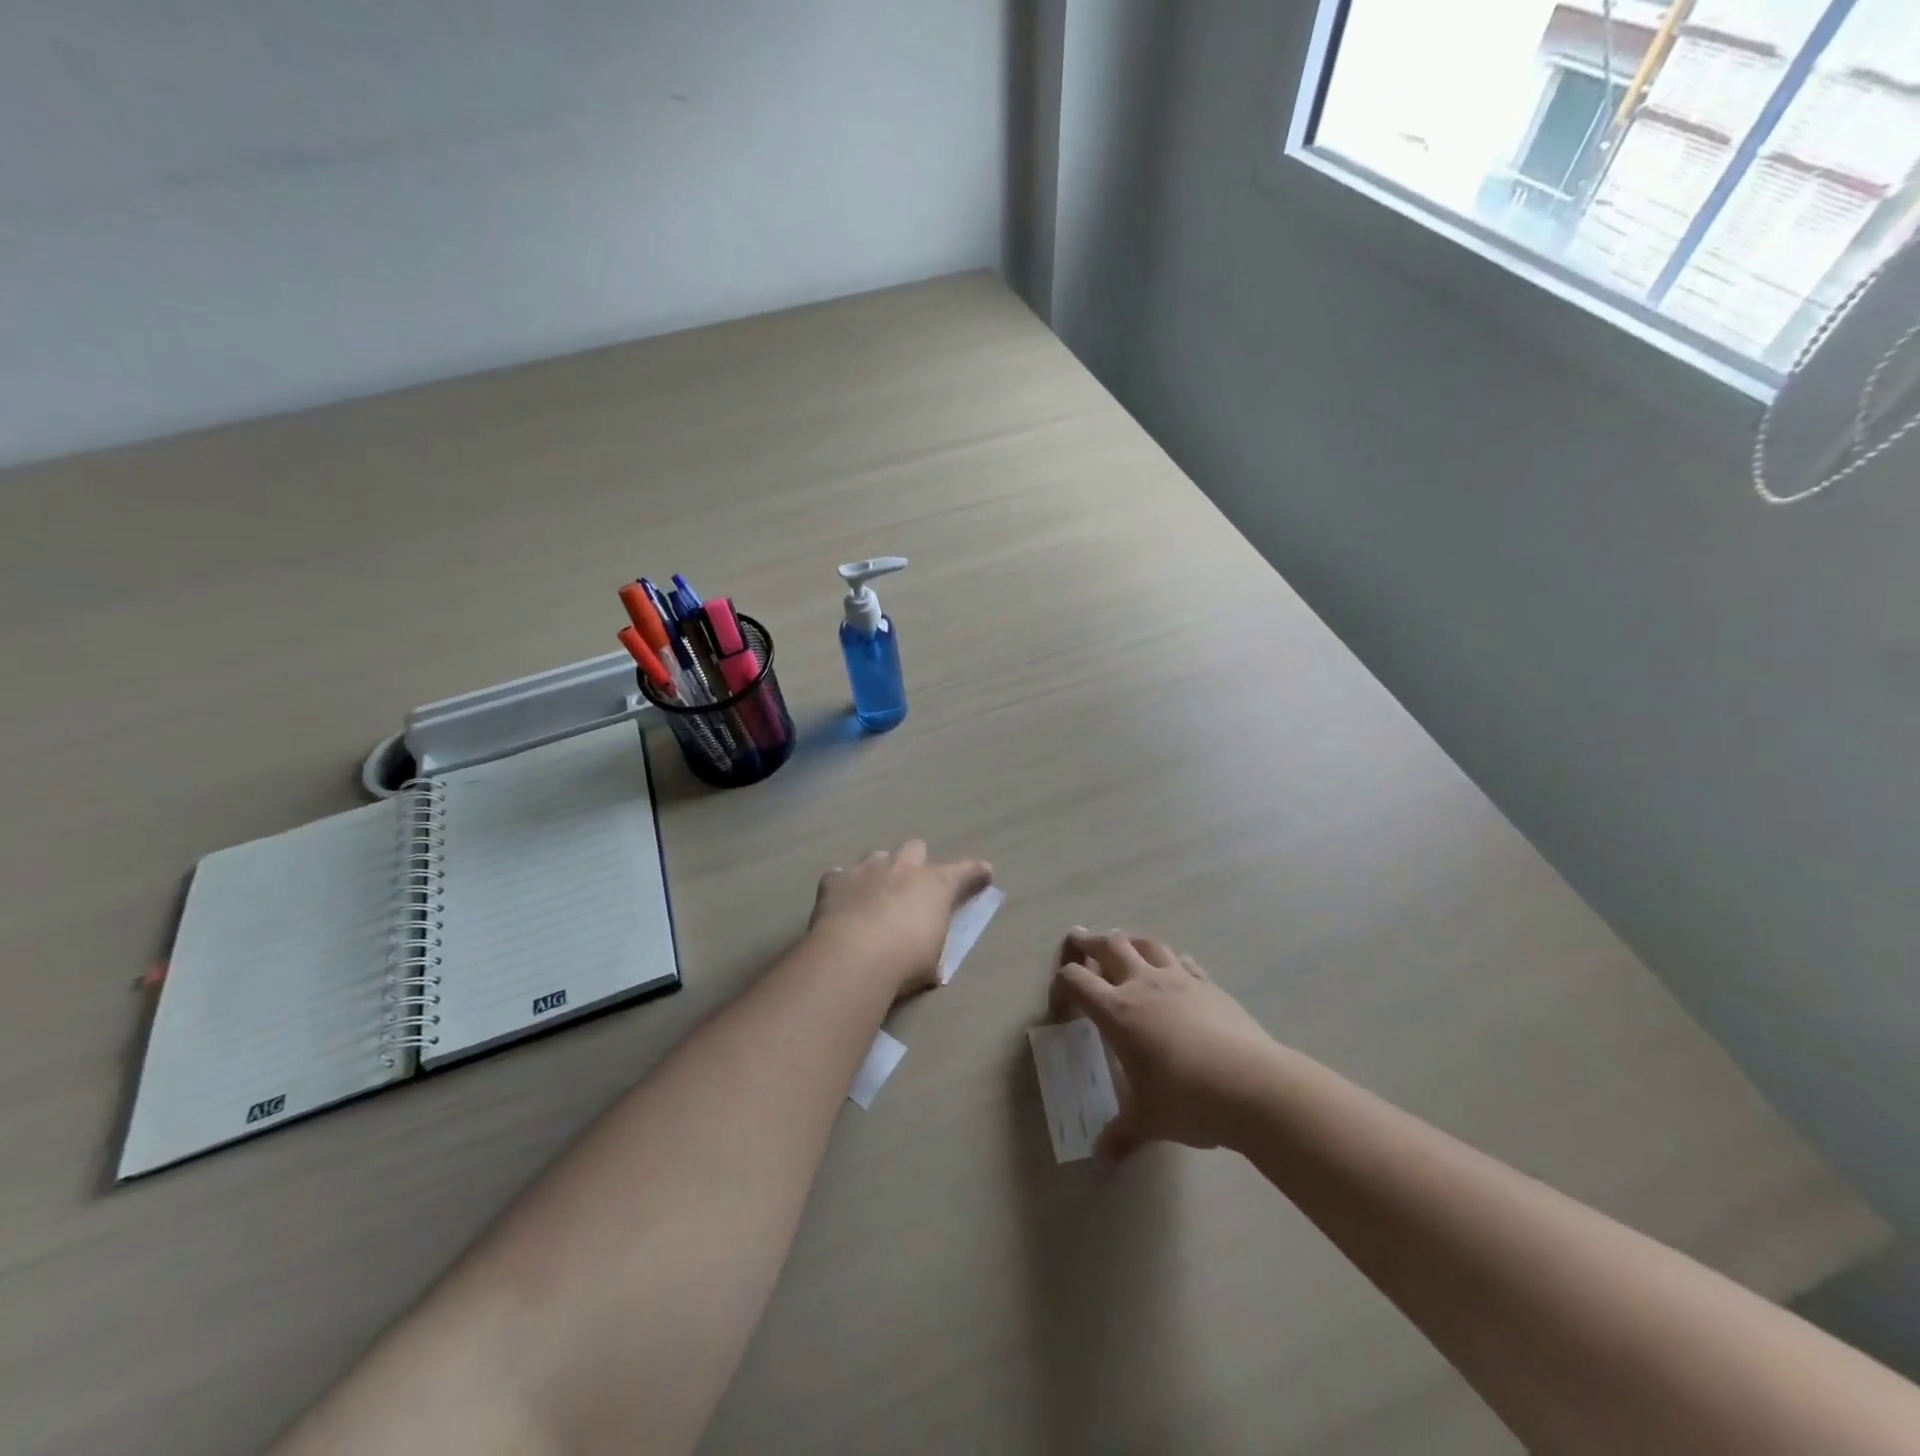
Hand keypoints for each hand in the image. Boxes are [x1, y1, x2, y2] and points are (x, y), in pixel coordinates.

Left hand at [809, 839, 992, 998]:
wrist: (855, 956)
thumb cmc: (906, 961)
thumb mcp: (932, 959)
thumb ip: (932, 945)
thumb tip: (928, 955)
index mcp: (935, 884)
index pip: (965, 871)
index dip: (975, 871)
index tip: (984, 872)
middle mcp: (903, 867)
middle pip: (915, 847)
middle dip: (915, 862)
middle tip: (912, 885)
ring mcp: (867, 870)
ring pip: (877, 856)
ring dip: (879, 871)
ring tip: (875, 894)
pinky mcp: (835, 880)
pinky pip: (840, 875)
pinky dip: (843, 886)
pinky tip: (842, 902)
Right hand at [1051, 929, 1283, 1160]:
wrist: (1253, 1086)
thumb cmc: (1188, 1100)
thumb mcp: (1148, 1120)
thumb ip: (1121, 1134)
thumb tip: (1101, 1160)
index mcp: (1118, 1012)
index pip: (1077, 981)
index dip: (1063, 982)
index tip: (1061, 994)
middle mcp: (1143, 985)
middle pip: (1110, 946)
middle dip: (1090, 941)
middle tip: (1079, 938)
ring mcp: (1179, 980)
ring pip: (1148, 944)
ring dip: (1130, 940)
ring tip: (1123, 943)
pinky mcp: (1209, 985)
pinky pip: (1183, 961)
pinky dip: (1170, 959)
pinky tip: (1173, 967)